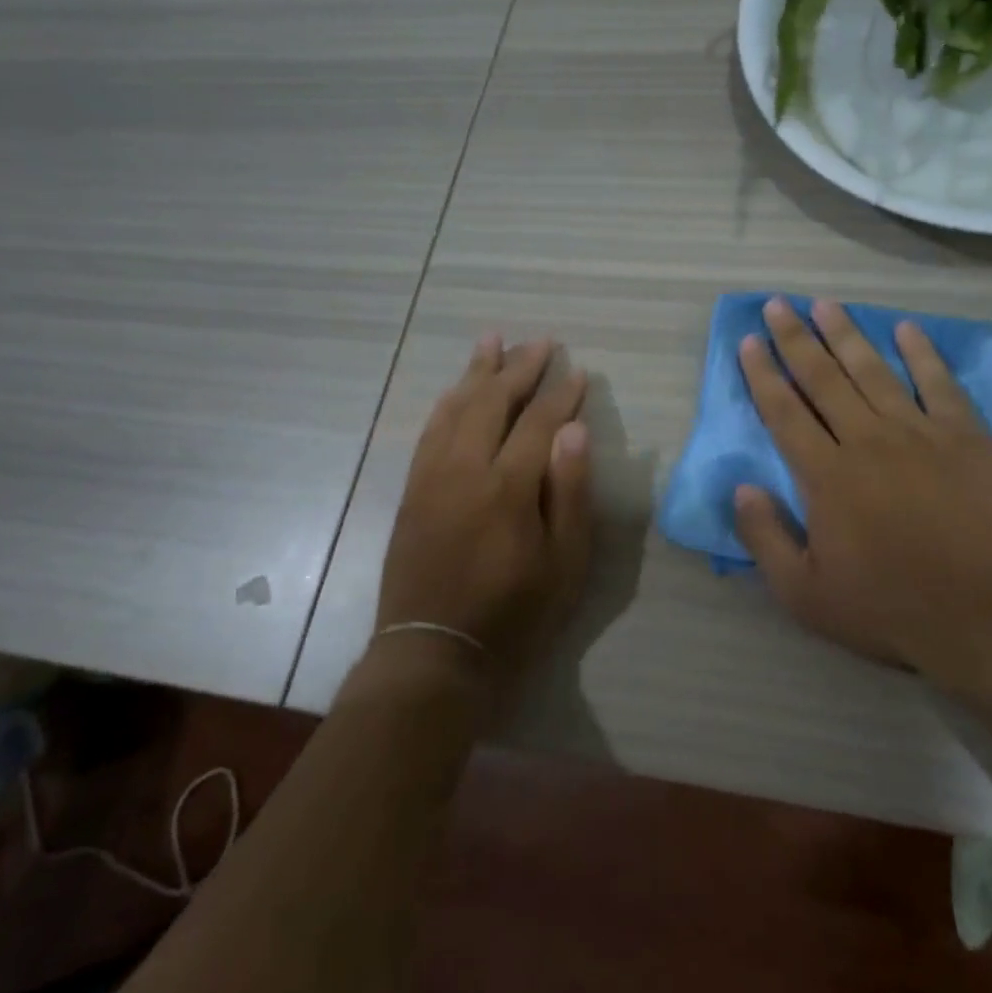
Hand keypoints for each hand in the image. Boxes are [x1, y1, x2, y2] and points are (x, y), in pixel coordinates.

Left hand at [372, 334, 591, 698]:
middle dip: (519, 368)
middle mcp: (464, 469)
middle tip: (540, 341)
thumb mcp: (565, 562)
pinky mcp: (412, 491)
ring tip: (493, 340)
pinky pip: (429, 432)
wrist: (434, 652)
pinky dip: (446, 403)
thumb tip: (574, 430)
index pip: (539, 423)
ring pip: (455, 408)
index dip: (562, 394)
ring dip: (476, 371)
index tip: (579, 371)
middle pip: (492, 402)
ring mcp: (432, 477)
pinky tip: (455, 390)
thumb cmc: (515, 612)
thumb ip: (569, 491)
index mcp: (507, 487)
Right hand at [734, 297, 991, 686]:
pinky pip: (938, 383)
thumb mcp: (804, 594)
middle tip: (778, 304)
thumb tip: (741, 487)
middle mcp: (866, 440)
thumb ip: (765, 537)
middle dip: (796, 339)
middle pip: (822, 378)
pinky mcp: (965, 436)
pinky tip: (906, 329)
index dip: (762, 373)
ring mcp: (919, 432)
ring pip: (873, 371)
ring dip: (846, 334)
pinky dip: (921, 353)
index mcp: (826, 475)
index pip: (784, 411)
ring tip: (825, 304)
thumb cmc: (888, 608)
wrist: (983, 616)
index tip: (748, 342)